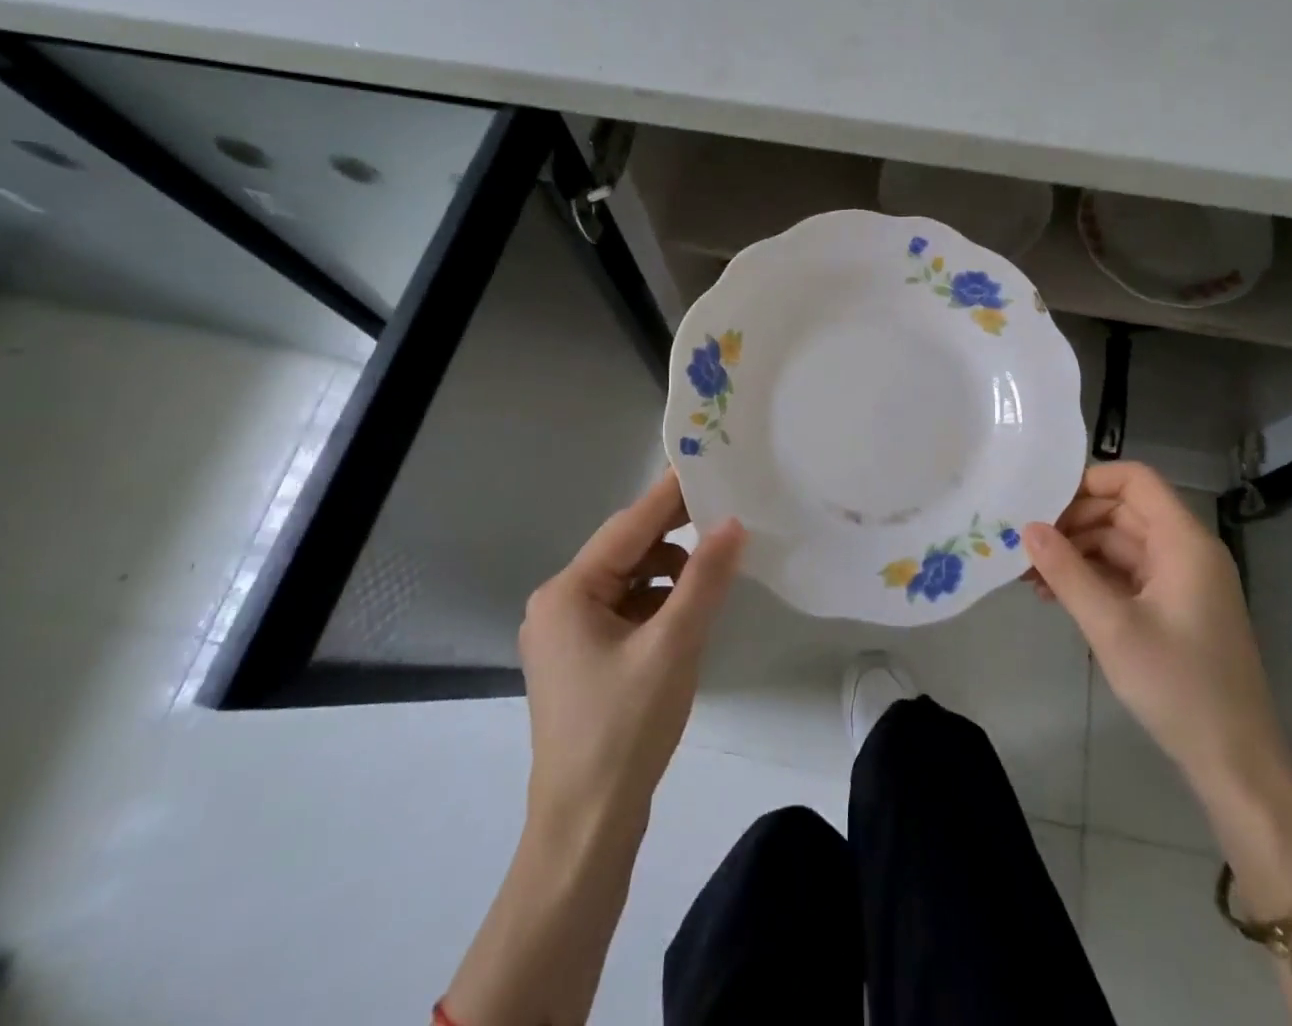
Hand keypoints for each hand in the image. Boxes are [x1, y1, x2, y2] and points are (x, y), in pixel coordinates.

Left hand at [518, 470, 746, 837]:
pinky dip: (658, 603)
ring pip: (628, 582)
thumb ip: (704, 579)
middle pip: (625, 552)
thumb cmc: (624, 729)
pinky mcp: (582, 661)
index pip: (628, 526)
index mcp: (567, 592)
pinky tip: (689, 612)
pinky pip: (625, 611)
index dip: (669, 495)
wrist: (586, 829)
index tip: (705, 462)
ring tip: (714, 571)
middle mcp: (559, 604)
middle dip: (674, 534)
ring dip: (669, 573)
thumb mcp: (673, 645)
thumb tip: (732, 523)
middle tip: (725, 510)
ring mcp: (567, 635)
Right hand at [1022, 461, 1290, 793]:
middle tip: (1026, 544)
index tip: (1042, 503)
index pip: (1135, 480)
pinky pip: (1126, 574)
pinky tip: (1057, 596)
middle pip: (1122, 510)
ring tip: (1031, 575)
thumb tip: (1027, 528)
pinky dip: (1092, 577)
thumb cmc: (1178, 686)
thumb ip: (1066, 572)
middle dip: (1073, 522)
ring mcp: (1180, 580)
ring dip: (1076, 552)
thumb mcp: (1112, 627)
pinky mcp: (1173, 607)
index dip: (1088, 481)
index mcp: (1183, 541)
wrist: (1235, 764)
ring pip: (1120, 543)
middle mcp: (1185, 550)